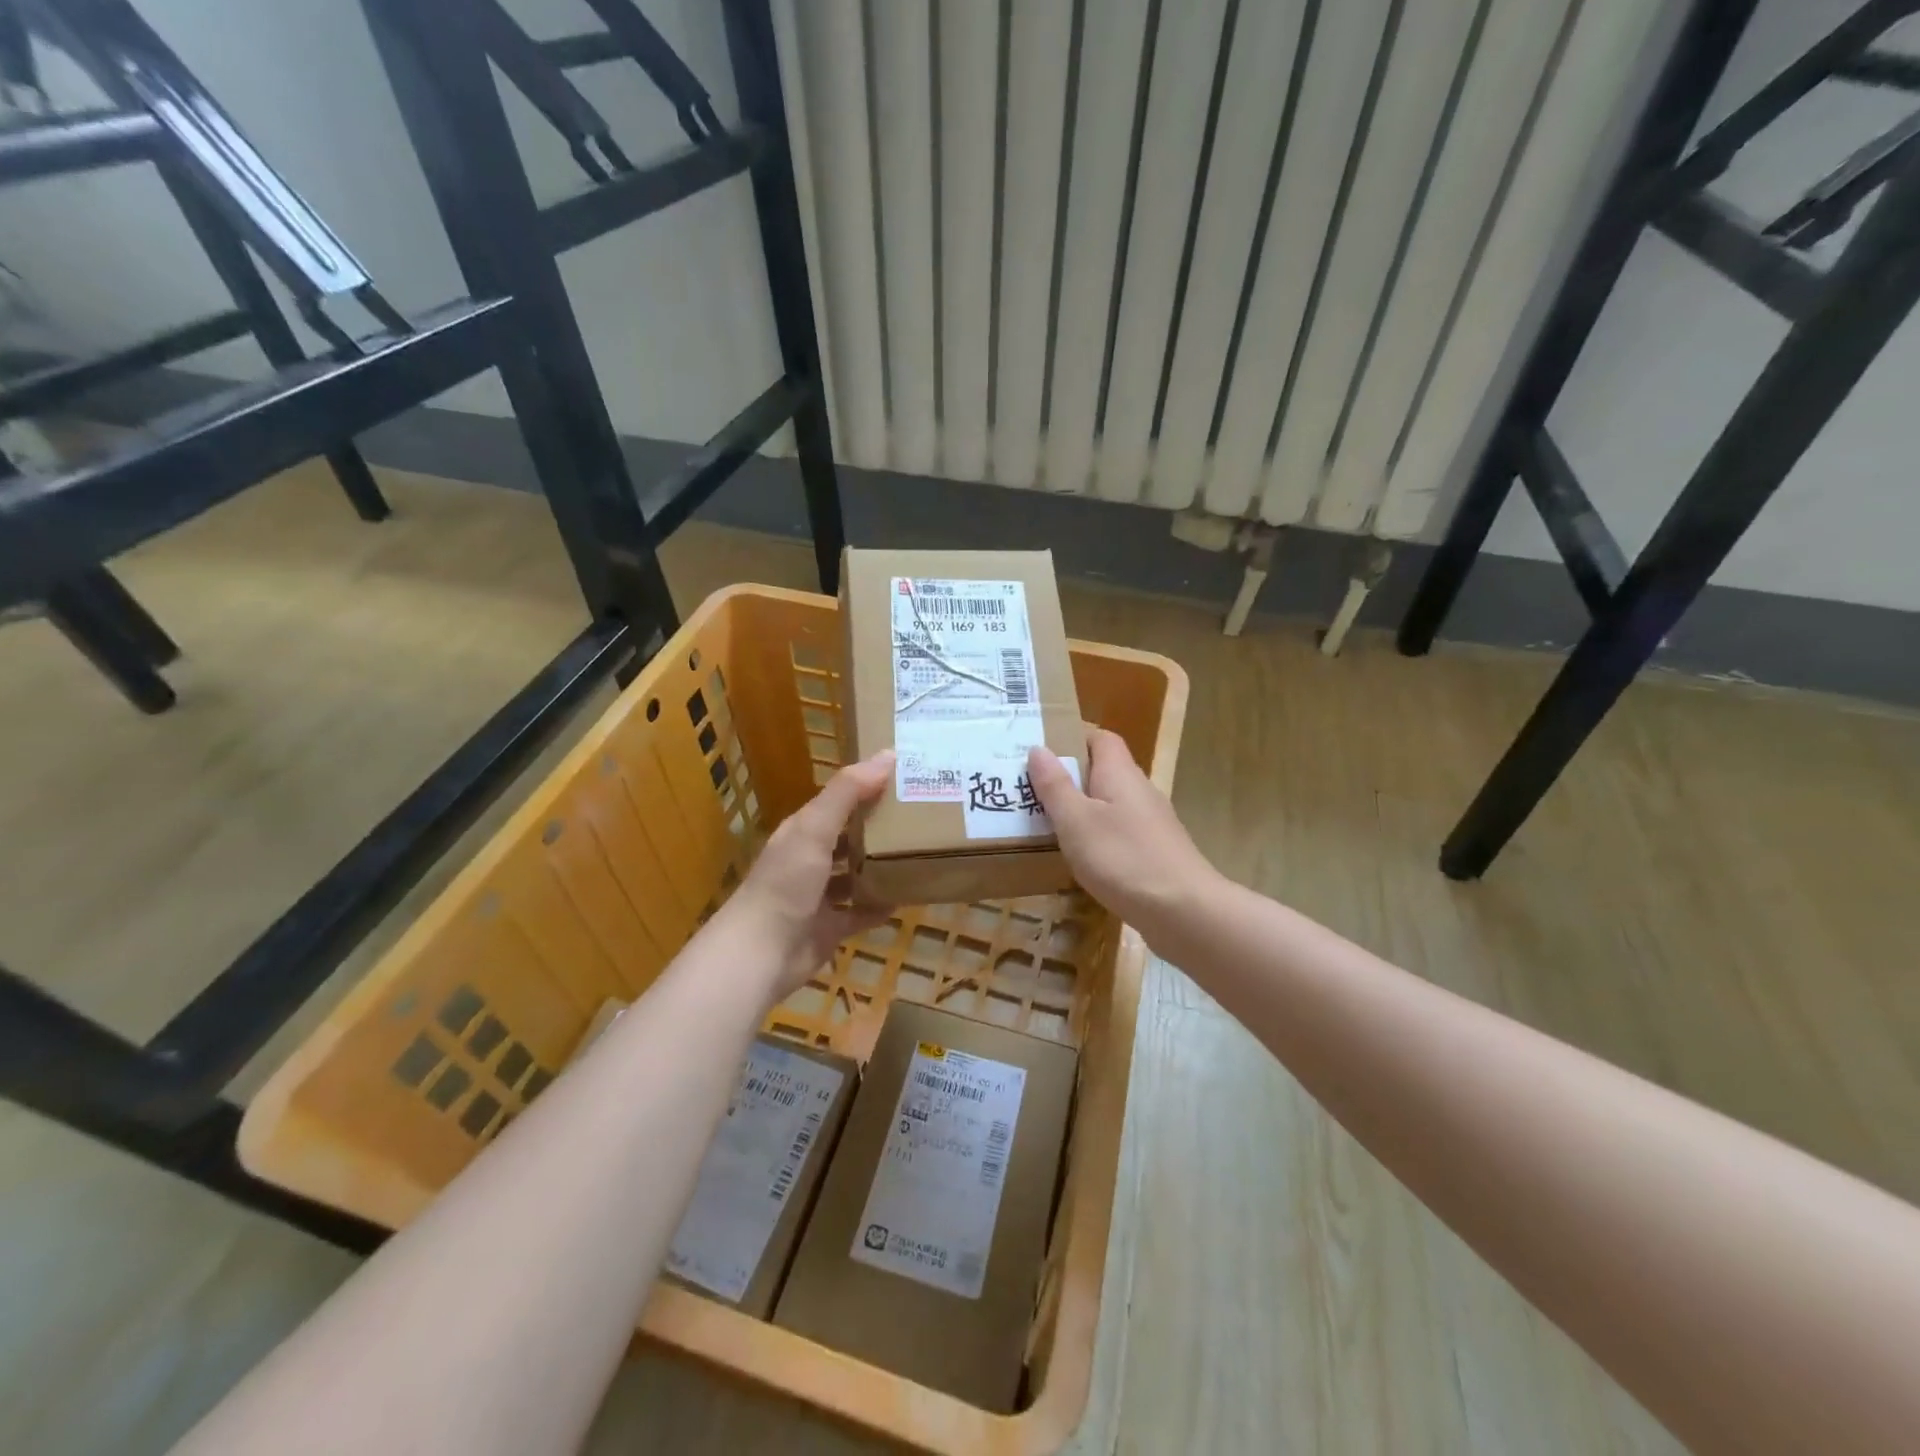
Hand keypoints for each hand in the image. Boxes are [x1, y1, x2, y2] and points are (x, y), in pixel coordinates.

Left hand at [727, 749, 894, 998]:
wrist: (761, 954)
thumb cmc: (786, 883)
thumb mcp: (815, 829)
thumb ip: (848, 792)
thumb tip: (887, 754)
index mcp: (803, 831)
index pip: (839, 801)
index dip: (868, 787)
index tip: (906, 777)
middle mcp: (809, 859)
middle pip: (848, 836)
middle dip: (878, 827)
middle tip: (922, 816)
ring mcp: (818, 896)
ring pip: (854, 874)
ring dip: (879, 866)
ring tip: (917, 854)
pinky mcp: (828, 928)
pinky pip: (859, 912)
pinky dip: (878, 906)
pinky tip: (905, 899)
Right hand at [1027, 728, 1219, 948]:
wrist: (1184, 911)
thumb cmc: (1123, 858)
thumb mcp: (1076, 821)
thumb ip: (1055, 786)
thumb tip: (1038, 749)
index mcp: (1120, 773)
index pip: (1101, 738)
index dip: (1073, 738)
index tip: (1041, 751)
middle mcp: (1139, 790)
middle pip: (1104, 771)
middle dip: (1070, 777)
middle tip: (1031, 789)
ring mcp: (1151, 823)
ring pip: (1110, 804)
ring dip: (1081, 809)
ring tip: (1046, 823)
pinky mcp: (1155, 852)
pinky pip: (1119, 832)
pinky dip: (1097, 837)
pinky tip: (1080, 858)